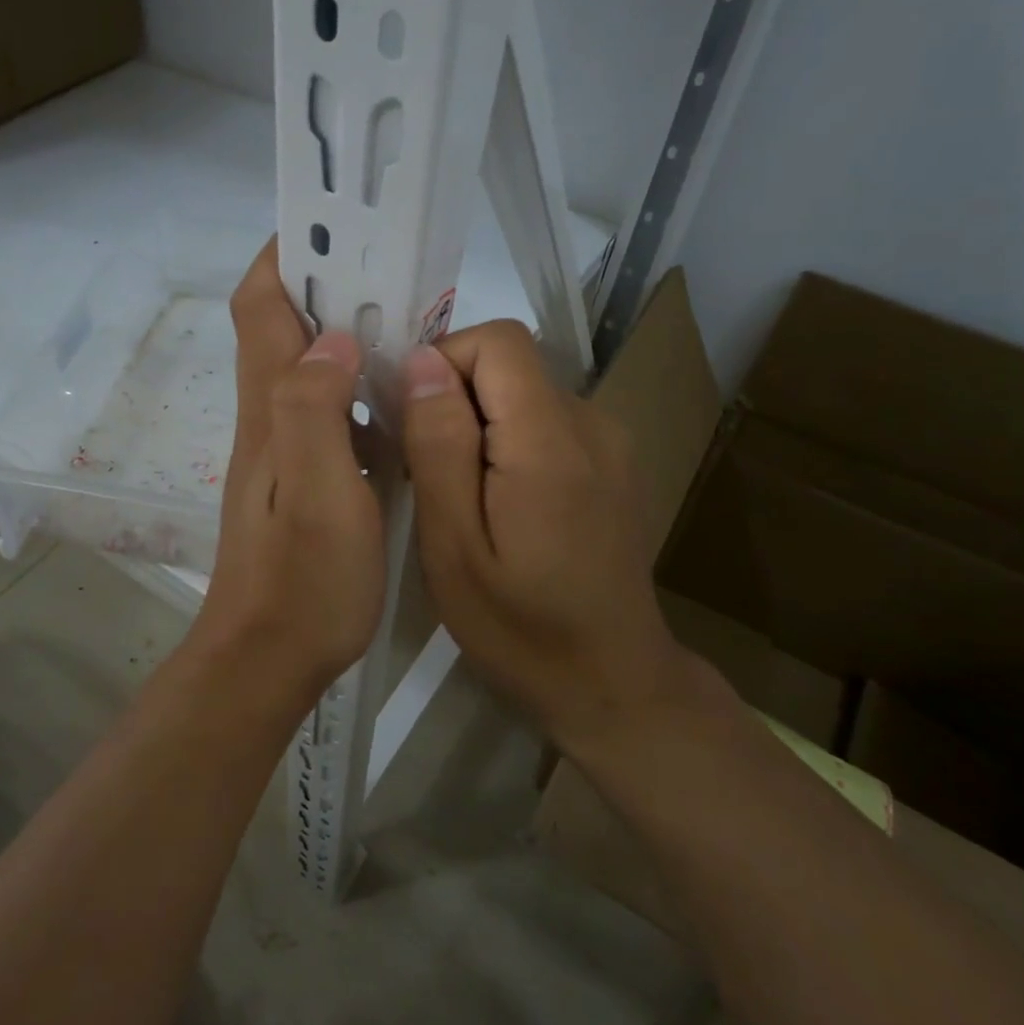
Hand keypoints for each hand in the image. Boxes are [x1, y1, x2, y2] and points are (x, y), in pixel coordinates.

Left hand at [188, 241, 385, 704]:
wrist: (269, 657)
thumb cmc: (302, 580)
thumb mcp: (317, 492)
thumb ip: (317, 409)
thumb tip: (333, 337)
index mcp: (271, 406)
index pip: (261, 304)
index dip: (288, 255)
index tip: (336, 226)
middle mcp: (271, 414)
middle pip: (285, 326)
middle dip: (330, 284)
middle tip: (397, 269)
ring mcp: (288, 447)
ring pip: (312, 366)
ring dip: (350, 333)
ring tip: (412, 319)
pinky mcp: (308, 476)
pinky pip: (333, 410)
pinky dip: (362, 386)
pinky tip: (403, 396)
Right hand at [401, 320, 688, 757]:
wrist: (613, 683)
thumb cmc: (520, 628)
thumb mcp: (454, 546)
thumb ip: (439, 446)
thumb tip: (422, 361)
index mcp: (550, 441)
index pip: (496, 341)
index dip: (442, 363)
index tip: (410, 422)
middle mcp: (591, 423)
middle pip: (509, 364)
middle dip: (454, 399)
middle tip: (425, 472)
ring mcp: (609, 442)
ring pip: (522, 392)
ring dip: (478, 424)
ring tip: (458, 496)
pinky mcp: (612, 462)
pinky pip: (544, 421)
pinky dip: (507, 442)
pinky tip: (499, 505)